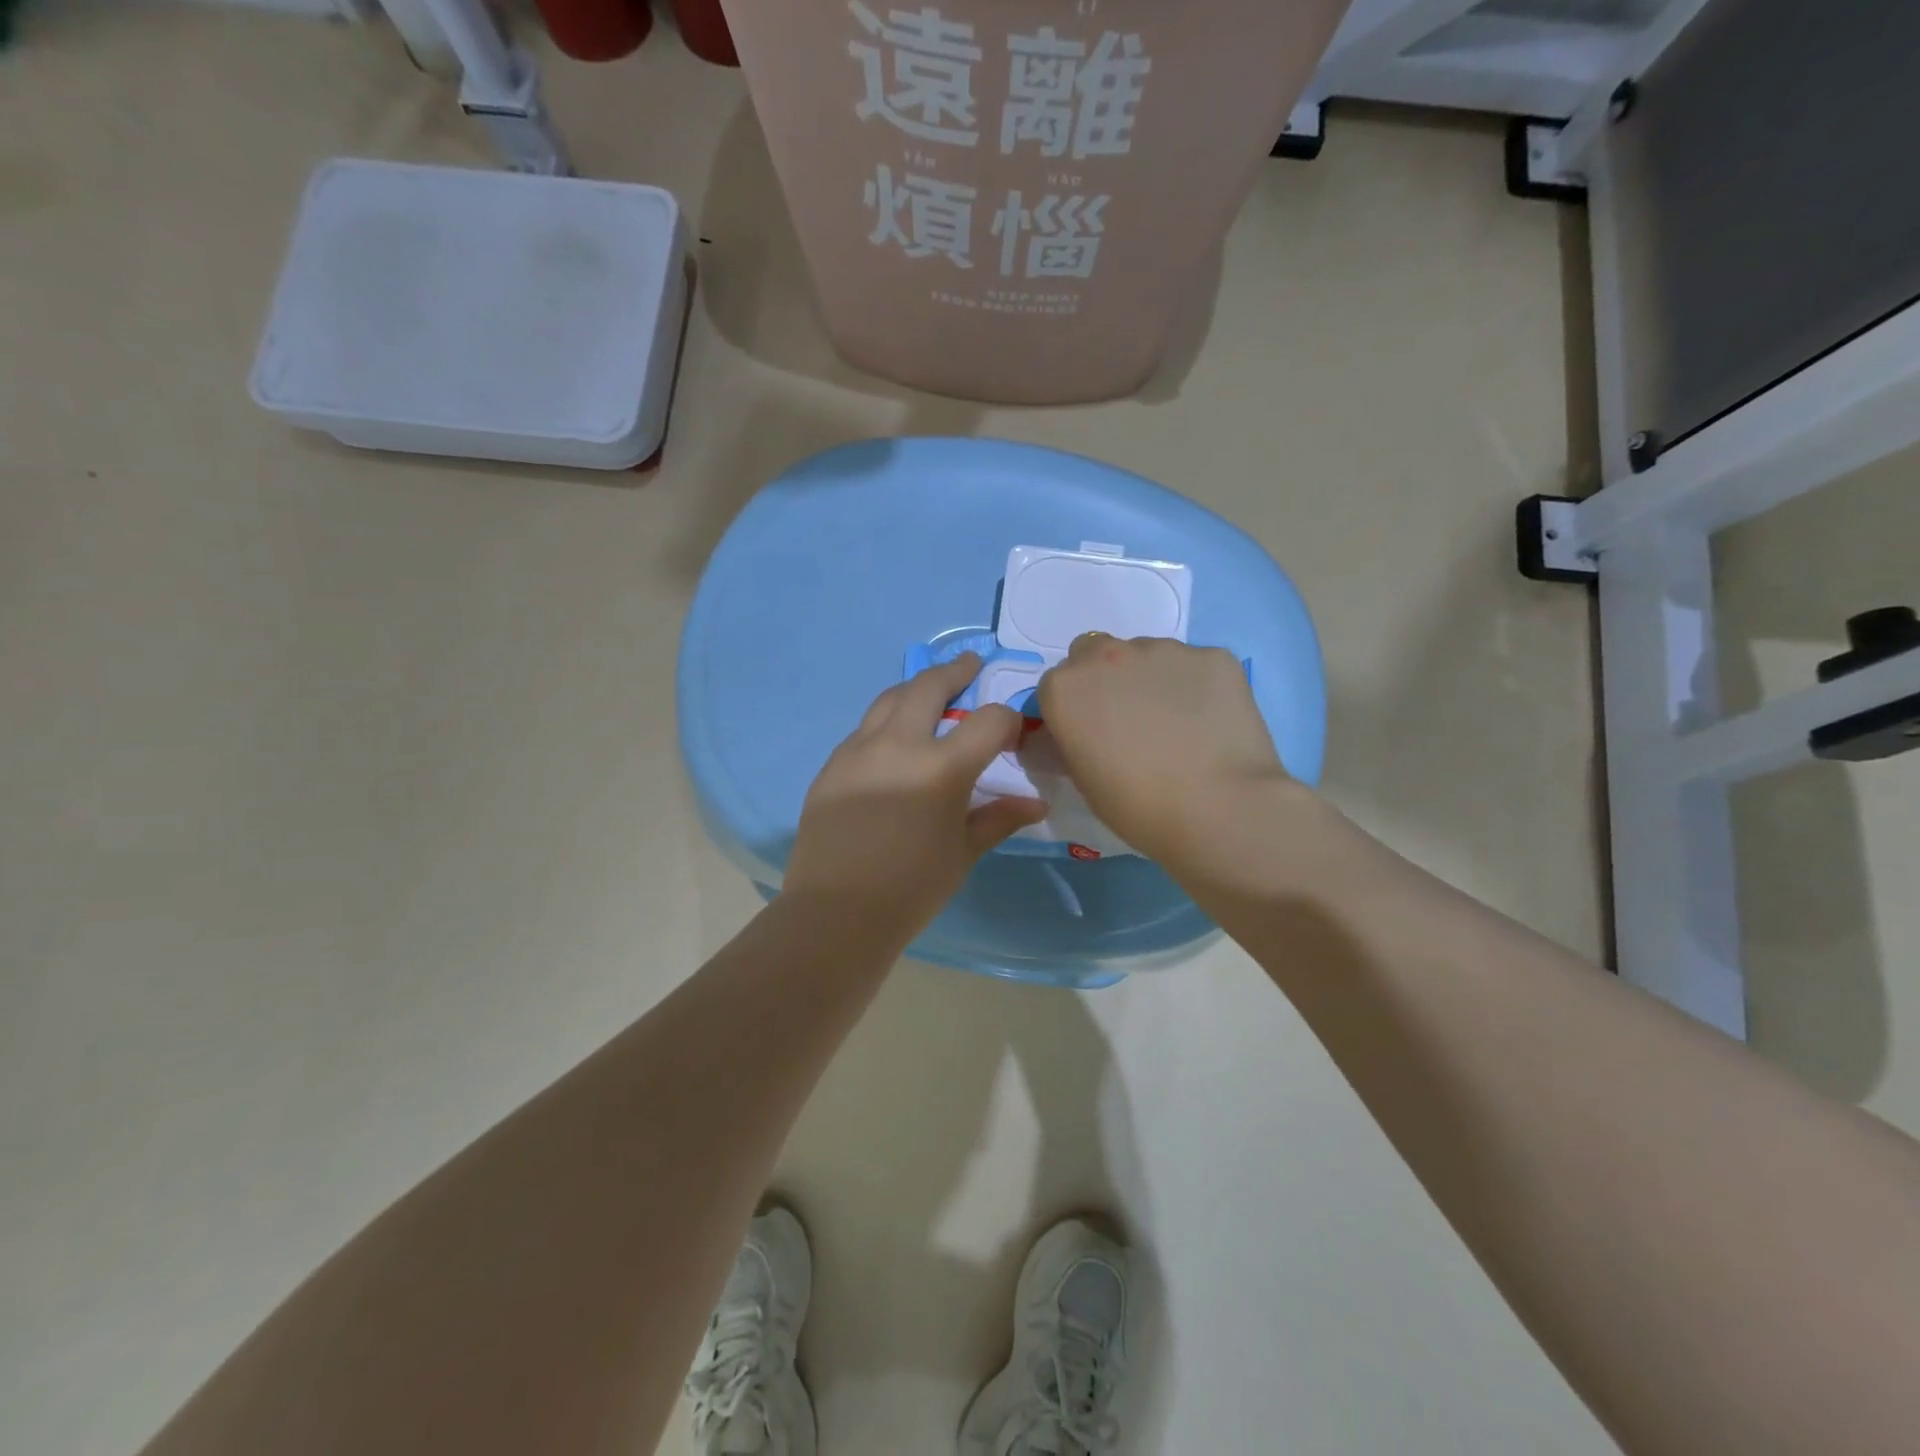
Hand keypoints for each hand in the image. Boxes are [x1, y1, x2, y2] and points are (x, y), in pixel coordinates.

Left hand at [785, 654, 1046, 939]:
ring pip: (889, 699)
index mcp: (941, 767)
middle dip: (954, 671)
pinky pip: (864, 730)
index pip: (988, 721)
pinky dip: (886, 722)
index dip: (1007, 721)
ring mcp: (857, 750)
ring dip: (915, 689)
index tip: (1012, 732)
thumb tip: (1035, 804)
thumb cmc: (911, 889)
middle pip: (928, 685)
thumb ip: (998, 818)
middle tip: (968, 665)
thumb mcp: (963, 852)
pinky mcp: (832, 765)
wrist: (835, 914)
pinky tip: (893, 743)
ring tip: (930, 692)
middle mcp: (898, 744)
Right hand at [1037, 635, 1297, 864]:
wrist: (1219, 808)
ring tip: (1179, 725)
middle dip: (1105, 679)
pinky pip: (1195, 667)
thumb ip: (1073, 741)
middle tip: (1130, 721)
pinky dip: (1197, 686)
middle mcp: (1108, 655)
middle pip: (1096, 654)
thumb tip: (1081, 733)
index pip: (1057, 686)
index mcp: (1066, 688)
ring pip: (1148, 656)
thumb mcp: (1083, 779)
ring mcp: (1164, 650)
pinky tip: (1210, 723)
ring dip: (1151, 680)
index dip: (1073, 709)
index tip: (1090, 735)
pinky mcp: (1213, 655)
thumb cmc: (1138, 806)